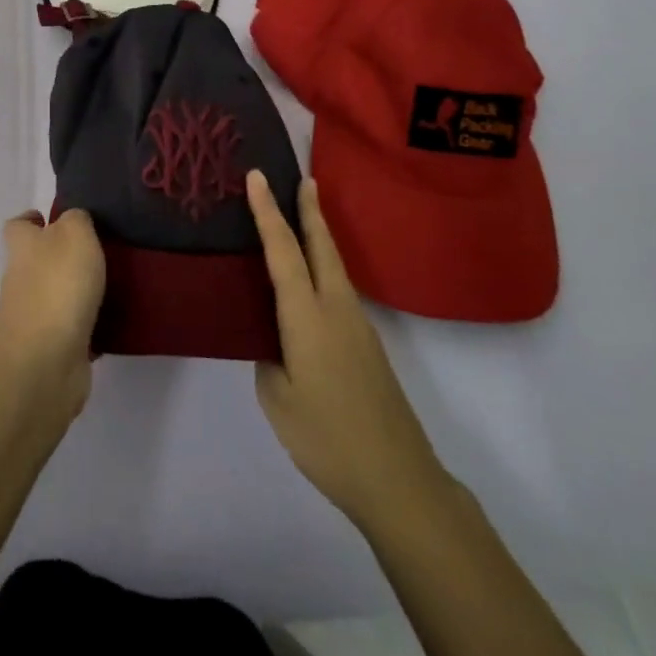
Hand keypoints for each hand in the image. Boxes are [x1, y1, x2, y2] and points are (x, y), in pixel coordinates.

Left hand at [0, 209, 105, 418]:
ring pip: (58, 294)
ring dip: (80, 290)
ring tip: (117, 281)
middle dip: (65, 255)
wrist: (45, 362)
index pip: (18, 226)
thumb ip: (76, 219)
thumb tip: (74, 221)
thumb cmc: (58, 286)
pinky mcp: (52, 348)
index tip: (56, 219)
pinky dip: (90, 324)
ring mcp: (35, 316)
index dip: (33, 220)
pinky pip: (74, 328)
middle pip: (38, 260)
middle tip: (102, 249)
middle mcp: (22, 279)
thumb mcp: (74, 234)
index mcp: (22, 247)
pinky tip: (115, 318)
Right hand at [248, 171, 452, 531]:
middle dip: (310, 210)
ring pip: (333, 266)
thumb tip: (274, 343)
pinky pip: (338, 290)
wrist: (398, 479)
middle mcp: (336, 308)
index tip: (258, 176)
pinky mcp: (367, 345)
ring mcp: (358, 326)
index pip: (283, 251)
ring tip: (302, 218)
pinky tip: (311, 284)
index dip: (268, 212)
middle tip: (303, 178)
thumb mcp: (277, 400)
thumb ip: (269, 360)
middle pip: (321, 246)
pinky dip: (323, 268)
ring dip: (318, 237)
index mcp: (308, 316)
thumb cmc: (328, 438)